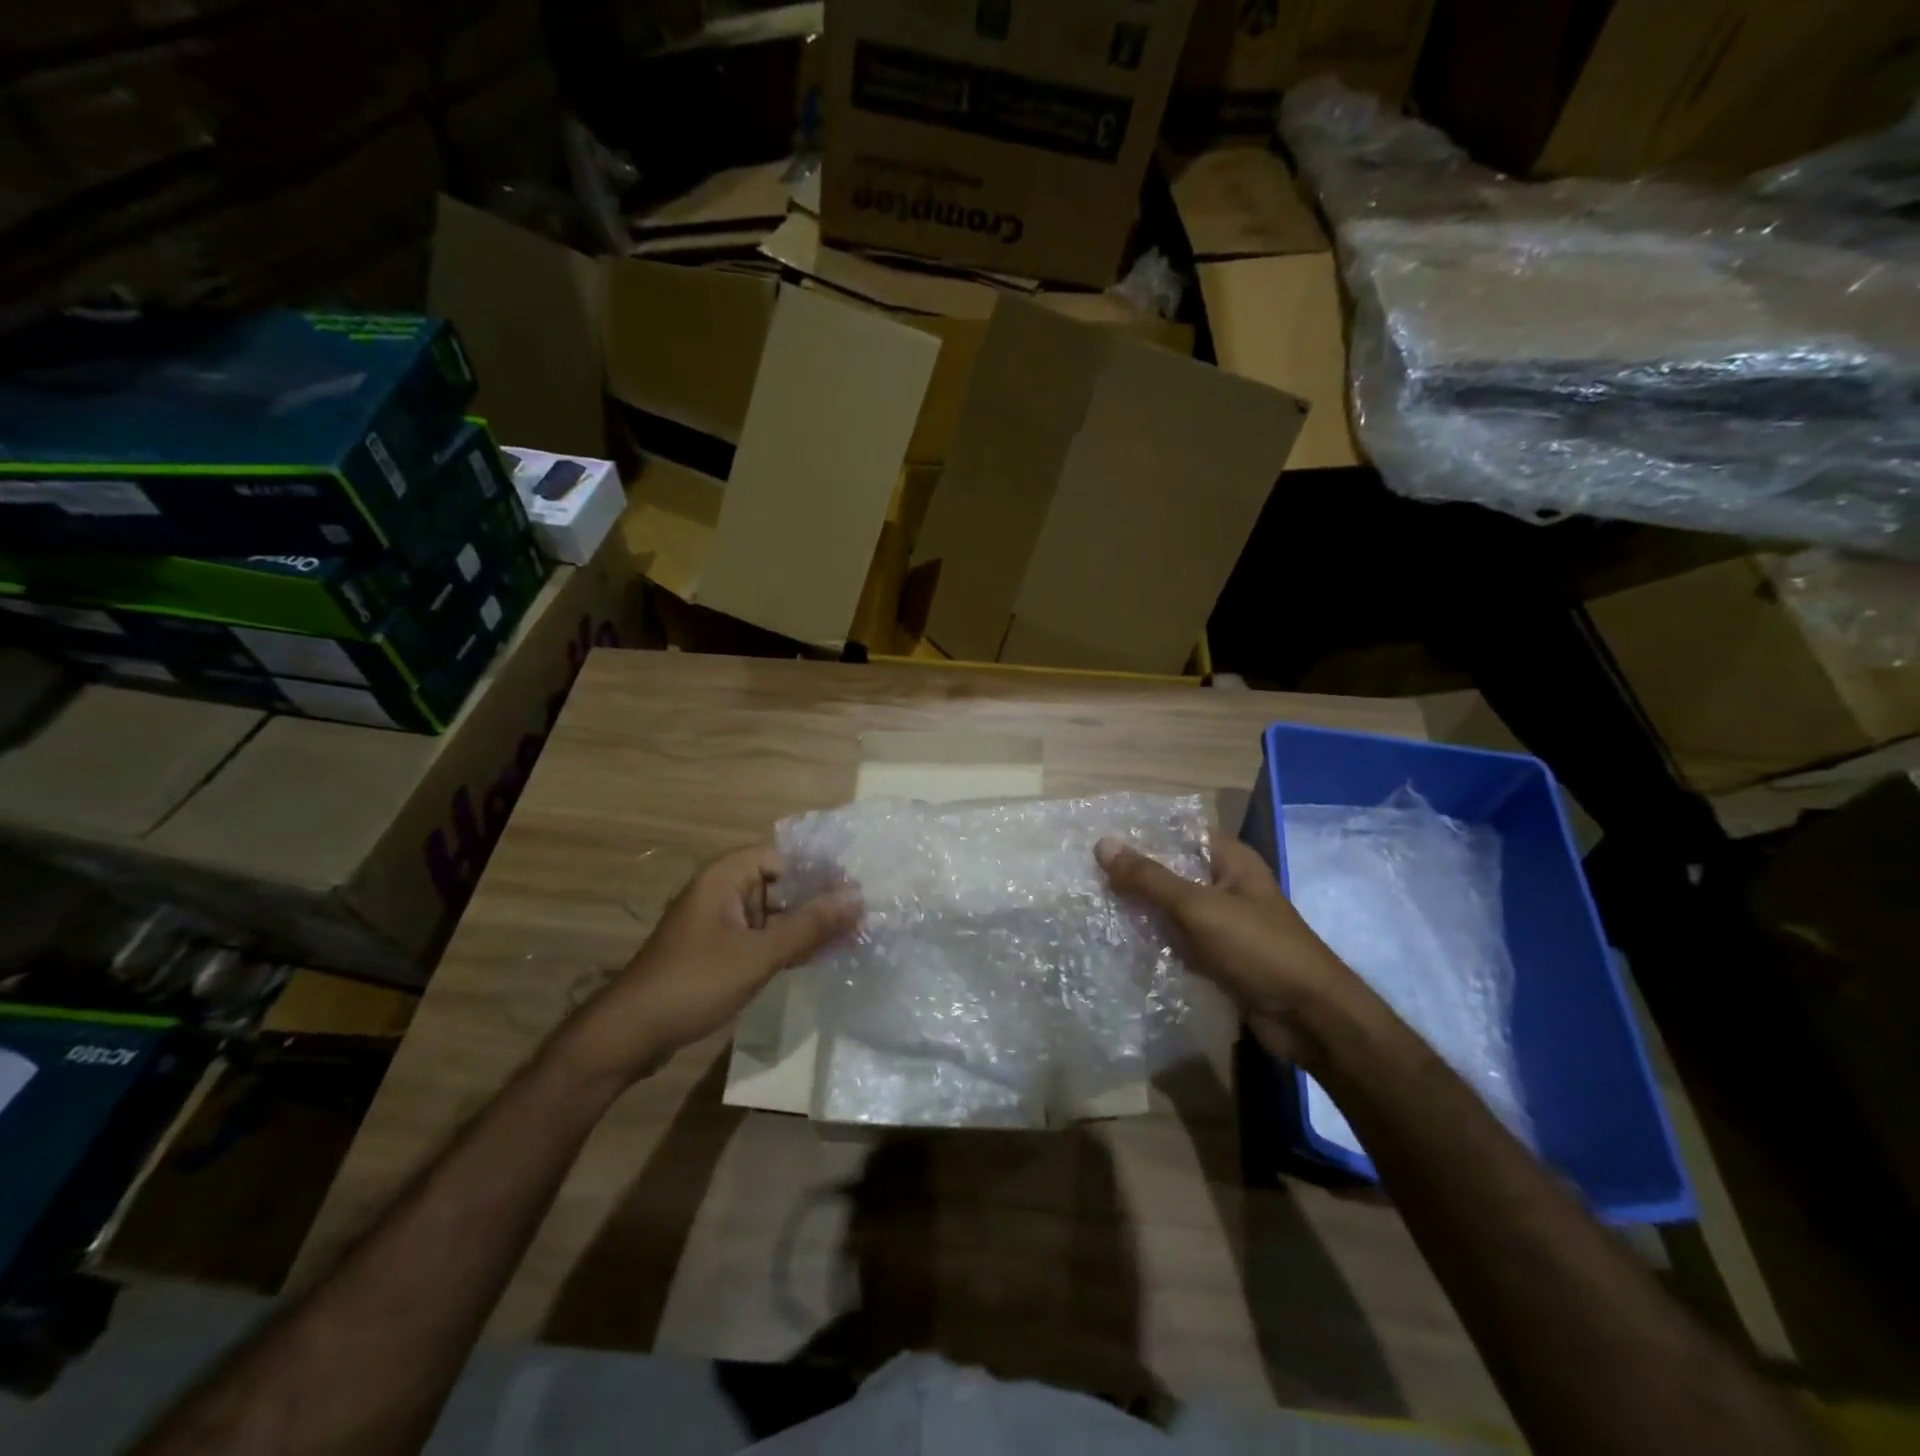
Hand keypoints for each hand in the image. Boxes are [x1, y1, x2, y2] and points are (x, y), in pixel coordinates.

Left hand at [555, 843, 860, 1090]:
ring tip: (854, 935)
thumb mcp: (758, 954)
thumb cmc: (694, 982)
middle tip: (865, 913)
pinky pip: (764, 937)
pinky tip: (821, 956)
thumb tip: (857, 897)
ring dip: (808, 925)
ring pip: (776, 913)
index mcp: (727, 876)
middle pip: (782, 883)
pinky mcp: (721, 951)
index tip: (858, 886)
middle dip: (820, 899)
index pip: (784, 856)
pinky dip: (789, 944)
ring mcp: (722, 923)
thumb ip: (809, 925)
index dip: (821, 869)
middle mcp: (725, 891)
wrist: (631, 1034)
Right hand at [1096, 835, 1361, 1063]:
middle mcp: (1227, 885)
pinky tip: (1119, 941)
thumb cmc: (1259, 950)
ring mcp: (1223, 923)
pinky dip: (1155, 941)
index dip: (1141, 834)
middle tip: (1085, 875)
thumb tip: (1102, 843)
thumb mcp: (1199, 908)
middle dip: (1134, 875)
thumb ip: (1150, 878)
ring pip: (1172, 908)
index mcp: (1231, 860)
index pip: (1178, 833)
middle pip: (1172, 871)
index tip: (1097, 839)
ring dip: (1141, 910)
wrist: (1309, 1019)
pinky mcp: (1219, 957)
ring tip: (1092, 906)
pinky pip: (1178, 940)